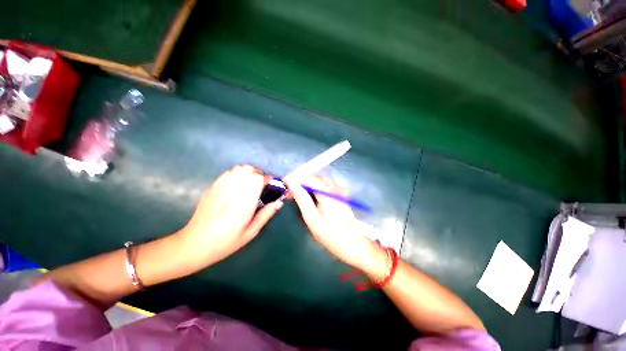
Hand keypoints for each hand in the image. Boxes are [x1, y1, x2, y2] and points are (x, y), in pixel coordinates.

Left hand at [179, 165, 282, 266]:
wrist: (194, 244)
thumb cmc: (226, 242)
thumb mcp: (251, 232)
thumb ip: (266, 215)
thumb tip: (279, 202)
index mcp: (243, 204)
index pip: (257, 179)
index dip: (267, 179)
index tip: (271, 185)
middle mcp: (232, 192)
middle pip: (249, 169)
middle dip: (259, 174)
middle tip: (261, 185)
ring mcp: (220, 188)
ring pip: (239, 168)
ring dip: (249, 172)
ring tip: (251, 183)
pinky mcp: (212, 187)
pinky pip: (228, 172)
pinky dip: (238, 173)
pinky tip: (238, 184)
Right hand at [285, 176, 385, 274]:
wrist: (356, 246)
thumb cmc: (333, 237)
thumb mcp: (313, 220)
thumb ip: (302, 199)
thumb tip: (291, 182)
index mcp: (329, 194)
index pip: (310, 178)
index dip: (296, 179)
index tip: (284, 185)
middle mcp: (336, 188)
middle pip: (315, 178)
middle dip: (301, 182)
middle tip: (290, 194)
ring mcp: (340, 191)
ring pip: (320, 182)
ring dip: (308, 186)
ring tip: (297, 196)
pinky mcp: (341, 196)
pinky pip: (325, 187)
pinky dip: (315, 189)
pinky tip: (310, 199)